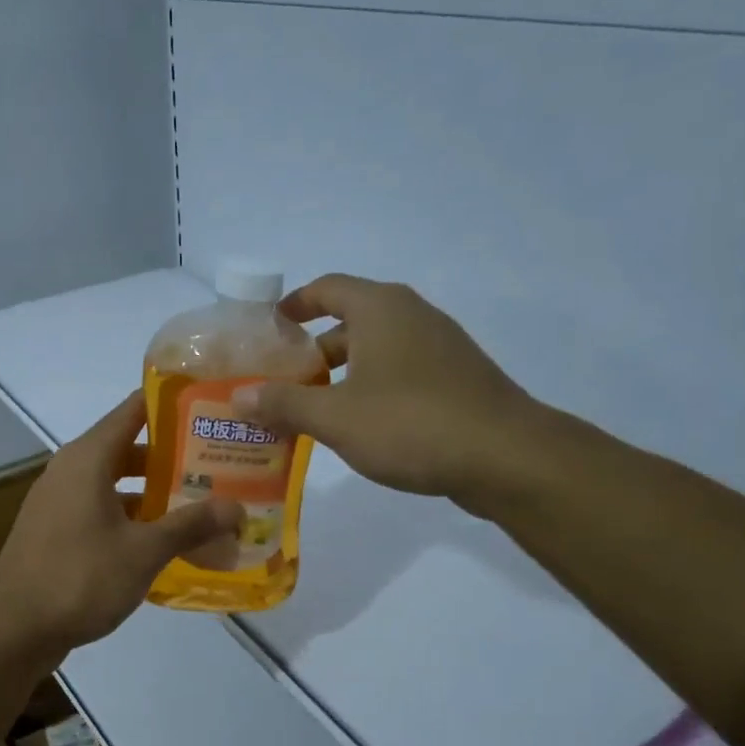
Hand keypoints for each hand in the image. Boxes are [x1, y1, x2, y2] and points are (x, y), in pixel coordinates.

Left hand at [0, 393, 243, 652]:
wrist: (13, 629)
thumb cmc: (80, 578)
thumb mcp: (144, 551)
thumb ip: (191, 525)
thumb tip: (237, 508)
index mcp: (88, 458)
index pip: (133, 410)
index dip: (171, 404)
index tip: (211, 406)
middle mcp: (70, 470)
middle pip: (128, 448)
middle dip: (172, 457)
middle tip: (219, 465)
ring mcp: (59, 502)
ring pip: (115, 483)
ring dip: (153, 493)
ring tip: (200, 504)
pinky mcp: (56, 532)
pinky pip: (101, 511)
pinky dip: (132, 519)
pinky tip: (163, 542)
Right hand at [233, 274, 552, 516]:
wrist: (506, 457)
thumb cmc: (411, 424)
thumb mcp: (336, 417)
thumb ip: (284, 404)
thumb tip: (238, 397)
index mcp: (381, 309)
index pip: (327, 288)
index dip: (294, 305)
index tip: (268, 328)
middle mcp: (412, 316)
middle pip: (350, 322)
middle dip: (311, 351)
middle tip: (280, 382)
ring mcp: (440, 348)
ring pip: (375, 351)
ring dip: (340, 375)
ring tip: (310, 410)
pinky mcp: (456, 379)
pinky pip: (400, 373)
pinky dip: (370, 389)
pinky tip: (358, 427)